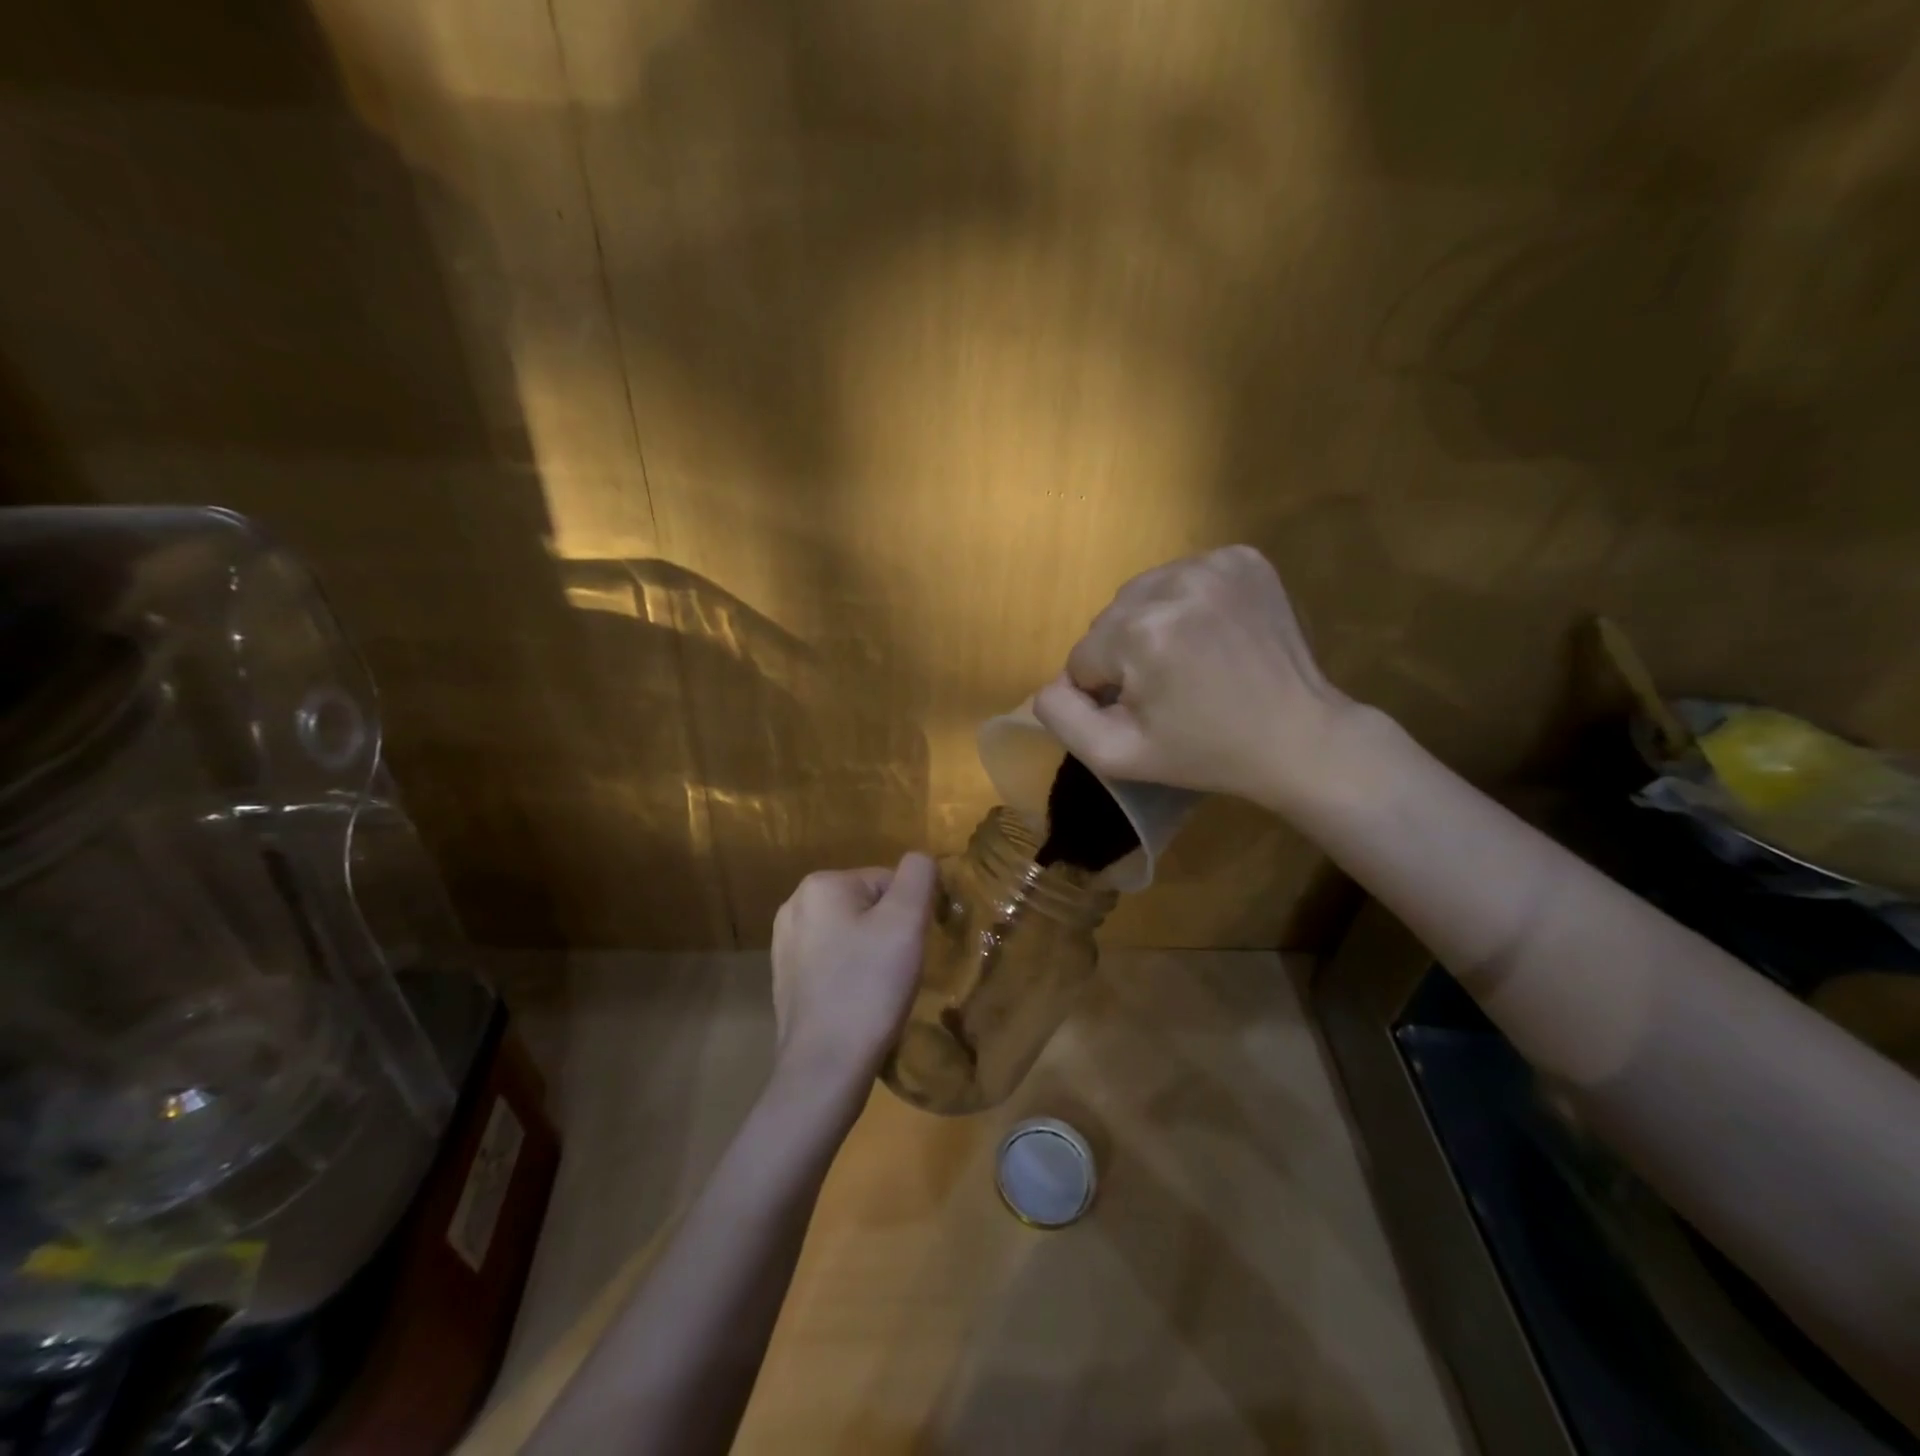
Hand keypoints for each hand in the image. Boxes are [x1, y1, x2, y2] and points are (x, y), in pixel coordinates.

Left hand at [770, 854, 938, 1098]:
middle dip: (888, 932)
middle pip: (867, 905)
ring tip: (878, 989)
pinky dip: (850, 975)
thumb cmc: (869, 986)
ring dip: (871, 953)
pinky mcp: (785, 979)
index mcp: (821, 884)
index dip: (909, 914)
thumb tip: (920, 860)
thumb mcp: (906, 921)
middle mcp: (794, 905)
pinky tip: (857, 1002)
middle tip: (897, 970)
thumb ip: (918, 875)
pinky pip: (833, 961)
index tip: (909, 950)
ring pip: (851, 934)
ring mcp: (785, 944)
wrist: (825, 1067)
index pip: (888, 882)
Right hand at [1034, 546, 1358, 808]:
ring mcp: (1213, 564)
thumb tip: (1050, 683)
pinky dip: (1185, 603)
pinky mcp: (1243, 558)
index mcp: (1140, 632)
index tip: (1148, 711)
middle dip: (1125, 654)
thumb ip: (1062, 717)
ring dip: (1150, 624)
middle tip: (1169, 688)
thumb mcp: (1118, 755)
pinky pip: (1182, 577)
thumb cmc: (1205, 753)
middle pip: (1110, 620)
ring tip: (1188, 658)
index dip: (1106, 691)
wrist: (1299, 737)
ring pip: (1141, 594)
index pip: (1083, 657)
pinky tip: (1210, 633)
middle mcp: (1173, 583)